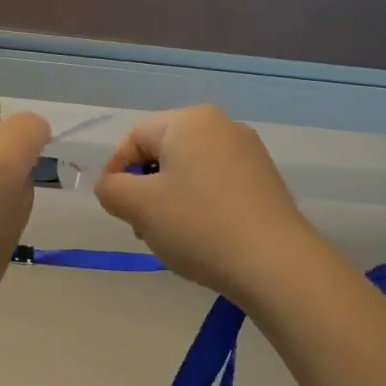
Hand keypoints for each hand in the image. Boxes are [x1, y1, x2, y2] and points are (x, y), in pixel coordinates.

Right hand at [94, 105, 331, 307]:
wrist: (274, 264)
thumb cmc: (198, 225)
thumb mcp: (138, 206)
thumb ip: (111, 188)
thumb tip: (113, 186)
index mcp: (190, 121)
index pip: (134, 138)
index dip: (116, 172)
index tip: (116, 209)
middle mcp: (222, 126)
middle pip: (163, 153)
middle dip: (144, 189)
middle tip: (141, 227)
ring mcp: (248, 153)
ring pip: (188, 172)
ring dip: (169, 201)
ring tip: (172, 237)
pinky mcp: (264, 181)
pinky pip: (215, 185)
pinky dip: (199, 206)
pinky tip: (202, 237)